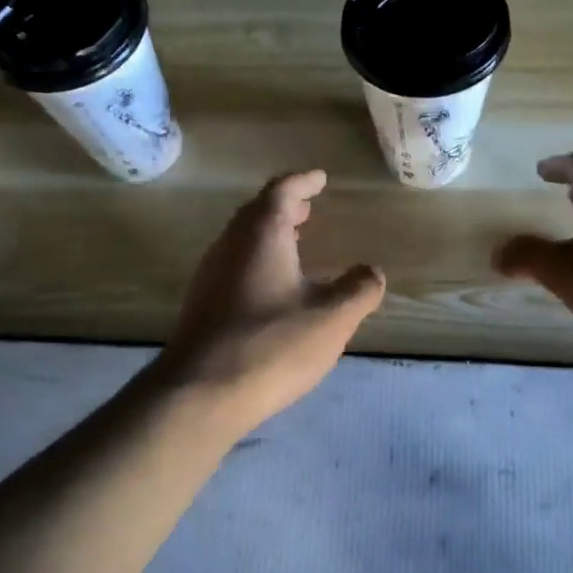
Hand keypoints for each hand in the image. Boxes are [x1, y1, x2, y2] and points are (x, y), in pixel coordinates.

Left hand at [159, 170, 384, 435]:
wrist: (200, 394)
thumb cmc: (271, 344)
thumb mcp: (332, 318)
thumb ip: (359, 289)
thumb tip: (372, 271)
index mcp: (261, 235)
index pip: (281, 191)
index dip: (303, 182)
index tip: (320, 178)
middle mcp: (230, 245)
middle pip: (257, 213)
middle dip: (285, 207)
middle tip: (308, 208)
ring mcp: (210, 275)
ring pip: (242, 240)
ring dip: (269, 234)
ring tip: (295, 243)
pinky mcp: (202, 305)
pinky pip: (234, 266)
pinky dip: (257, 261)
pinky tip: (273, 288)